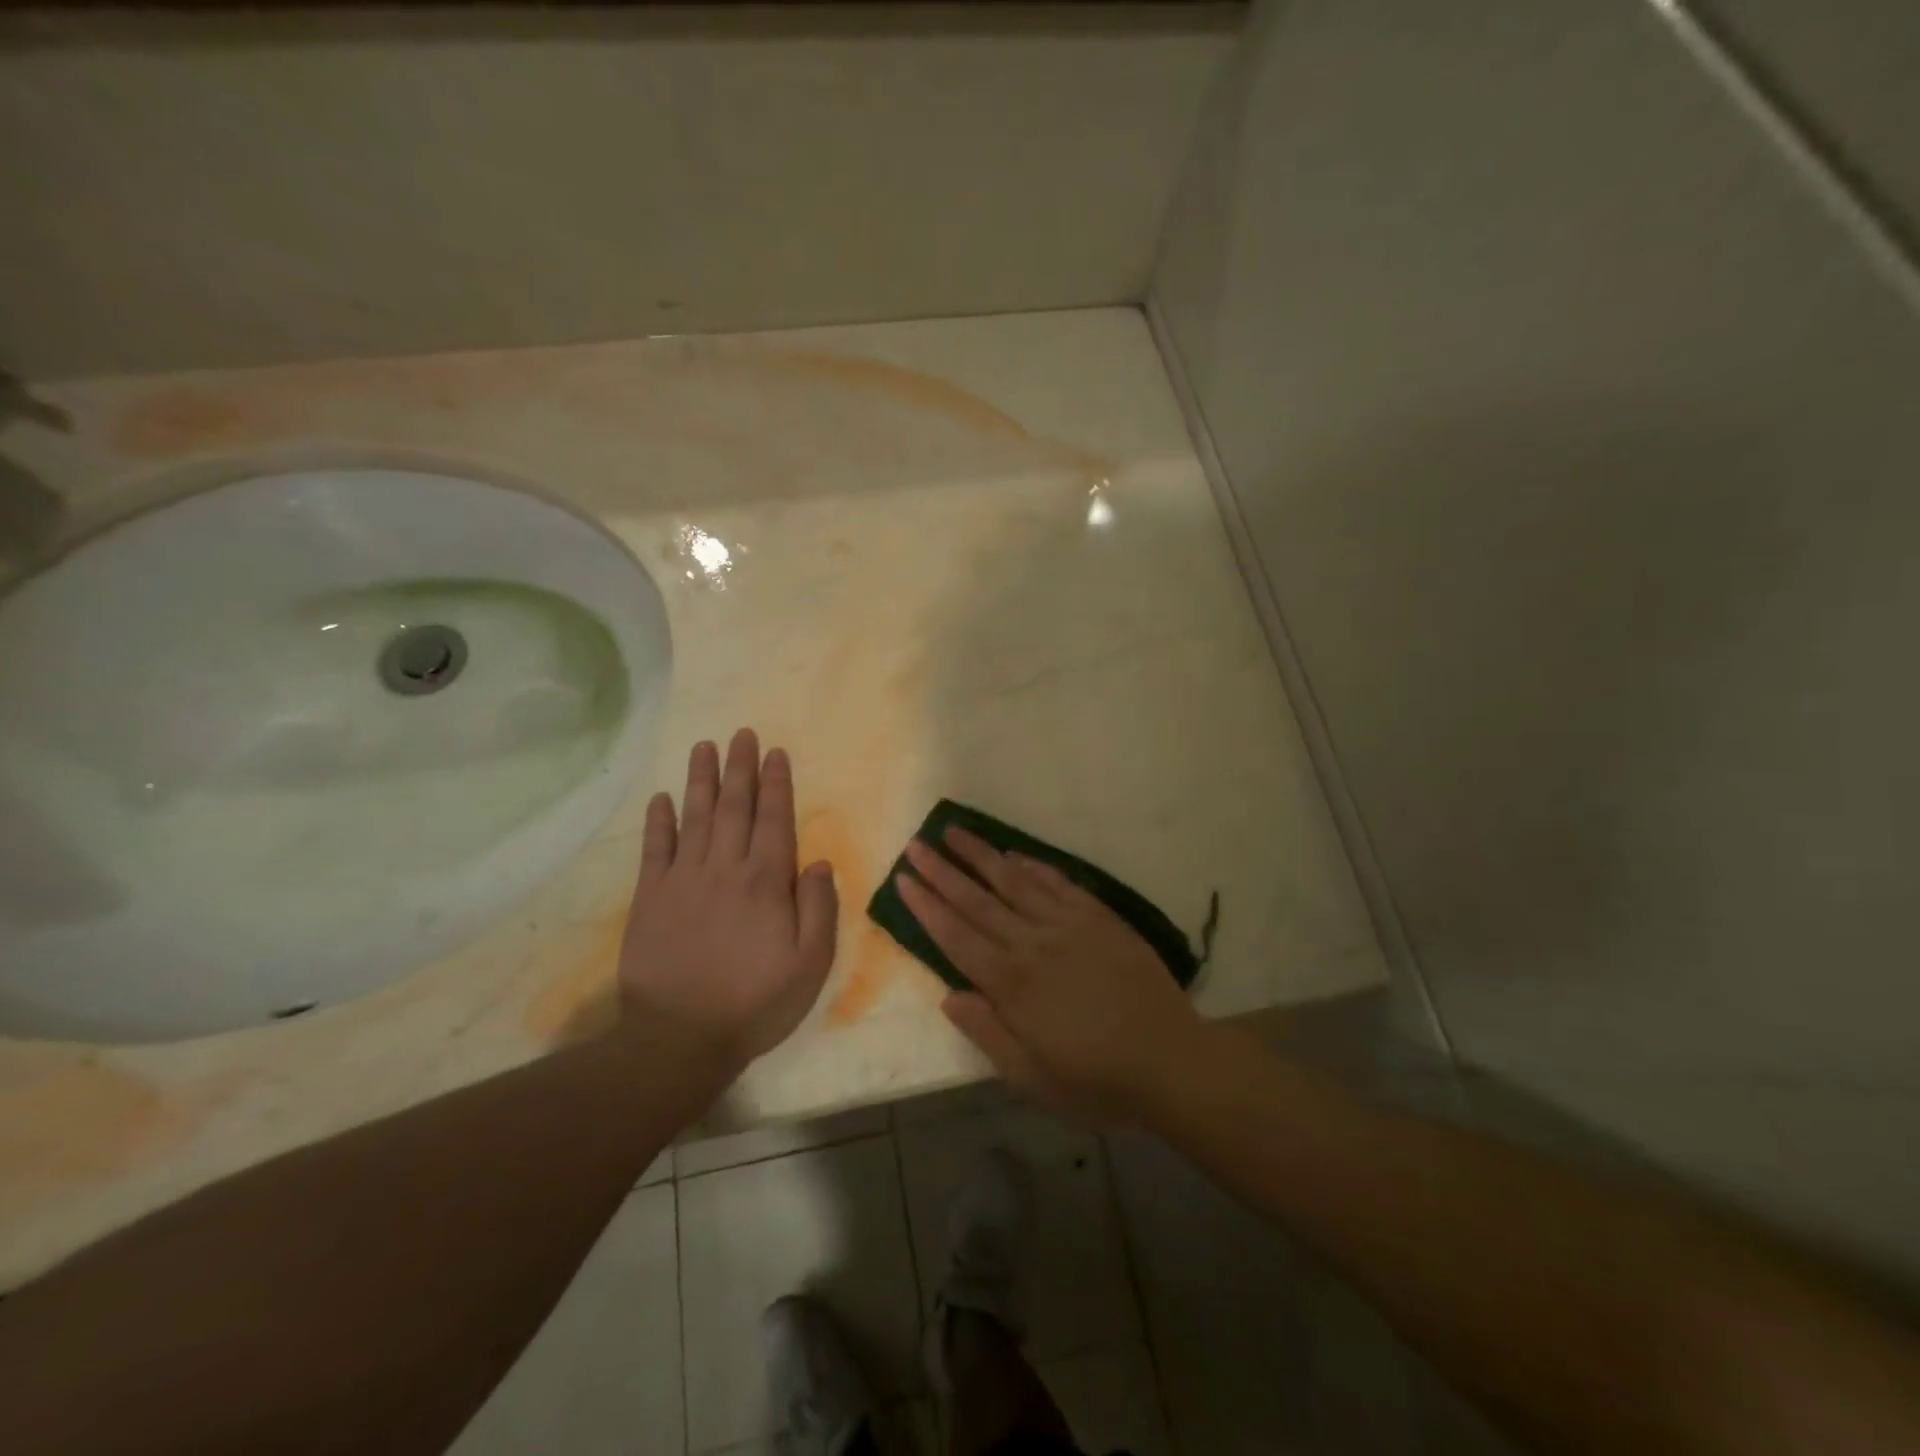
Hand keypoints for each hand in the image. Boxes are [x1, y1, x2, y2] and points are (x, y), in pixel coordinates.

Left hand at [617, 729, 838, 1065]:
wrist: (679, 1039)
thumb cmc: (755, 1003)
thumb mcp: (810, 964)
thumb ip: (819, 908)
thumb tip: (817, 861)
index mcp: (766, 881)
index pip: (774, 819)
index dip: (776, 783)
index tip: (775, 753)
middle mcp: (725, 868)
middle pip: (734, 806)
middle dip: (740, 767)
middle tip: (742, 733)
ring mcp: (683, 880)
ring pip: (695, 817)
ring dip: (701, 779)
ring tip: (705, 747)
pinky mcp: (650, 898)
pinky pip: (655, 849)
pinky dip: (659, 821)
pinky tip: (662, 798)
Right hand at [897, 829, 1206, 1121]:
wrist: (1170, 1059)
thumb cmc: (1096, 1079)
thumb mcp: (1033, 1078)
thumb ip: (987, 1034)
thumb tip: (948, 996)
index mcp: (1011, 986)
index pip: (956, 936)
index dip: (927, 907)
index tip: (904, 878)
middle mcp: (1032, 945)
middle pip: (977, 901)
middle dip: (942, 872)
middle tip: (916, 844)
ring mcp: (1067, 925)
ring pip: (1014, 882)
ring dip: (981, 856)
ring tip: (954, 832)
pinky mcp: (1098, 917)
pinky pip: (1057, 883)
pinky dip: (1032, 866)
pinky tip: (1012, 854)